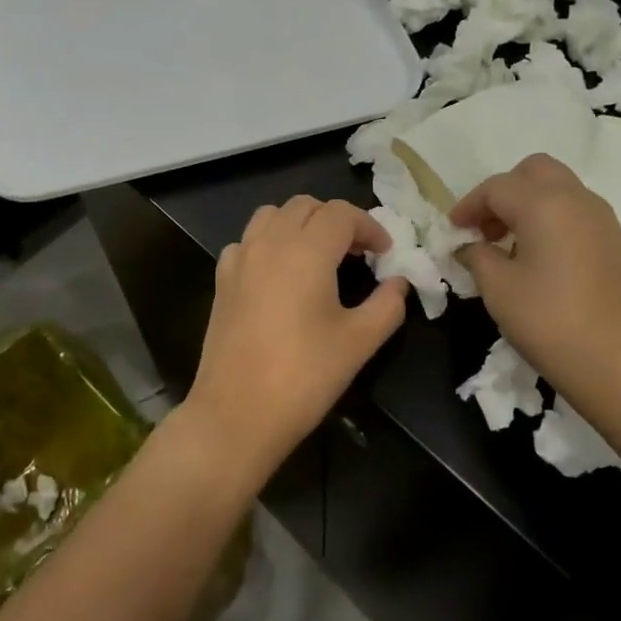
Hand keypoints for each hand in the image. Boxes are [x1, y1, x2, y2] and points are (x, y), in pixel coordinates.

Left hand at [184, 196, 408, 480]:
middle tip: (357, 253)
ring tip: (318, 256)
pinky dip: (269, 243)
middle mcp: (270, 242)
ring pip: (272, 215)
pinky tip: (279, 275)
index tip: (385, 253)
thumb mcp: (359, 342)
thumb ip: (387, 305)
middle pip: (306, 206)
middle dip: (336, 220)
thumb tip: (398, 283)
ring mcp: (240, 259)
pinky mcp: (222, 280)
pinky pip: (247, 241)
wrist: (237, 414)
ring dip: (300, 224)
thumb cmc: (304, 376)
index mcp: (307, 251)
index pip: (341, 214)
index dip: (369, 227)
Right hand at [451, 154, 620, 400]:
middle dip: (503, 192)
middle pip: (534, 172)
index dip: (469, 206)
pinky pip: (576, 213)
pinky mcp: (617, 244)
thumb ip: (477, 257)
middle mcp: (577, 199)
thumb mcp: (499, 290)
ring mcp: (603, 220)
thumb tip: (470, 247)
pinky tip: (538, 259)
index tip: (453, 231)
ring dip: (528, 204)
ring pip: (559, 189)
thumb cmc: (553, 323)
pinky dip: (551, 220)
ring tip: (507, 245)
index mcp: (544, 203)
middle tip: (484, 228)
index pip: (496, 187)